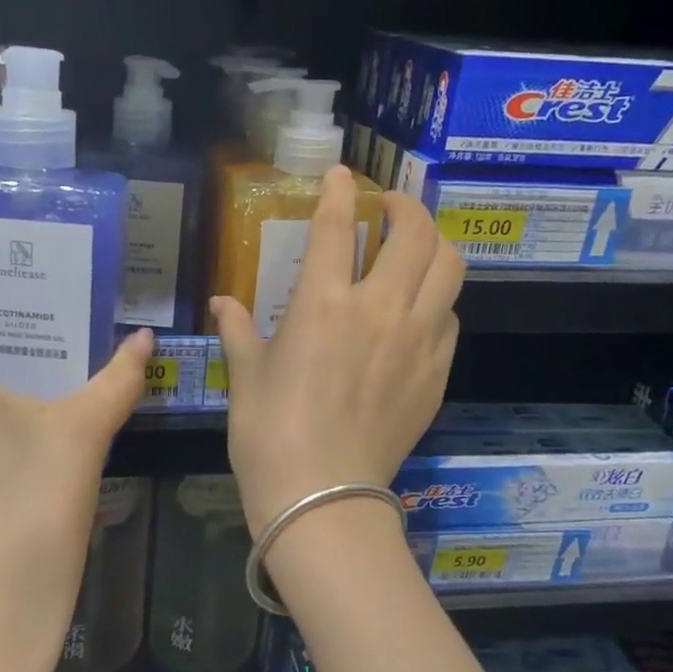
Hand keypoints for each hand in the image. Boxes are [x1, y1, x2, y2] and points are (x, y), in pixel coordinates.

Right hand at [211, 166, 462, 535]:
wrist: (321, 497)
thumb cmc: (269, 433)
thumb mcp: (246, 375)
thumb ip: (237, 329)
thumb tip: (222, 302)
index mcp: (323, 304)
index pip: (336, 226)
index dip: (340, 190)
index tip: (342, 174)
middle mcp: (379, 310)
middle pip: (416, 234)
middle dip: (405, 207)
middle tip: (390, 209)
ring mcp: (417, 341)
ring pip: (450, 268)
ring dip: (434, 245)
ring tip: (416, 247)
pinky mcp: (437, 373)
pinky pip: (450, 319)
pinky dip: (437, 301)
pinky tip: (419, 312)